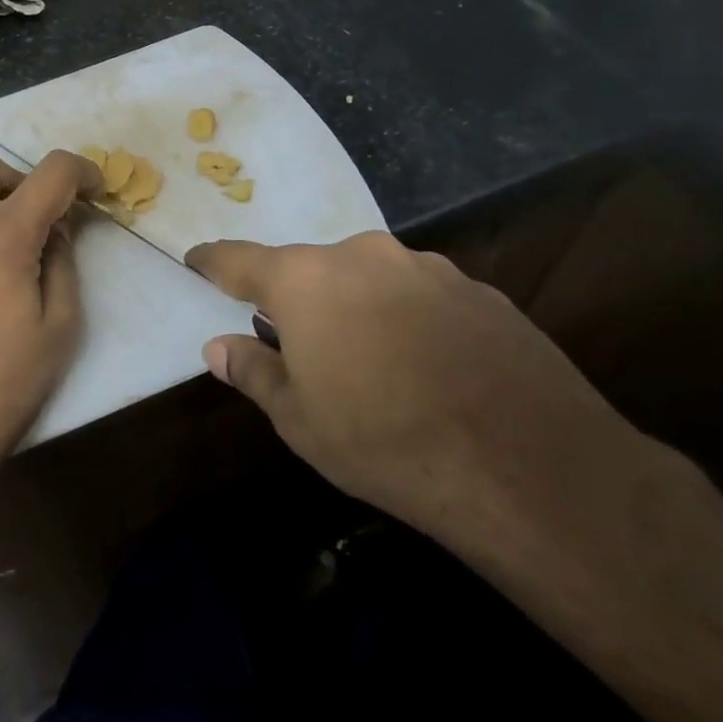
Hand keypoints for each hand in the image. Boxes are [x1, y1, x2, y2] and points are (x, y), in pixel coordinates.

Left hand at [0, 140, 100, 512]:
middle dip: (9, 172)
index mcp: (2, 236)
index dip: (83, 171)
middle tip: (32, 215)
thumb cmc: (4, 382)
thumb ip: (63, 264)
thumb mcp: (59, 326)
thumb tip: (56, 231)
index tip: (96, 191)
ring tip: (10, 243)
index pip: (49, 172)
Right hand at [187, 232, 641, 539]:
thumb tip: (217, 347)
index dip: (214, 261)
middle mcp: (363, 256)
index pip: (241, 260)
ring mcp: (426, 268)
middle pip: (312, 268)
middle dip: (297, 298)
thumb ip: (253, 372)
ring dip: (357, 307)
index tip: (196, 258)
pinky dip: (407, 319)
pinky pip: (420, 296)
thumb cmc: (384, 440)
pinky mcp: (478, 290)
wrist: (526, 465)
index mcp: (307, 280)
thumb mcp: (300, 419)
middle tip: (296, 340)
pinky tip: (427, 366)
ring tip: (370, 360)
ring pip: (370, 279)